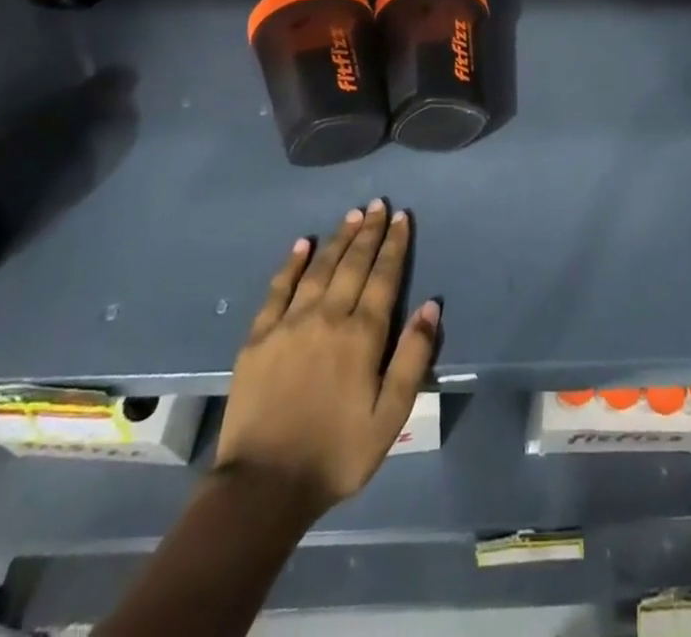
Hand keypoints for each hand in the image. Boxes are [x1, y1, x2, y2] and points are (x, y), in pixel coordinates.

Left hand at [214, 201, 439, 515]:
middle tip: (379, 204)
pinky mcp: (259, 337)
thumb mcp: (390, 417)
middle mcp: (328, 317)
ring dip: (338, 239)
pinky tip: (302, 244)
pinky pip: (278, 289)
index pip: (384, 277)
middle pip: (353, 264)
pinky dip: (292, 263)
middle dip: (369, 231)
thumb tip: (431, 306)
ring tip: (352, 215)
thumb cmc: (336, 453)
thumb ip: (412, 358)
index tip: (402, 218)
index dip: (394, 245)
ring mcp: (290, 324)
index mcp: (362, 335)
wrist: (263, 487)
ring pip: (320, 268)